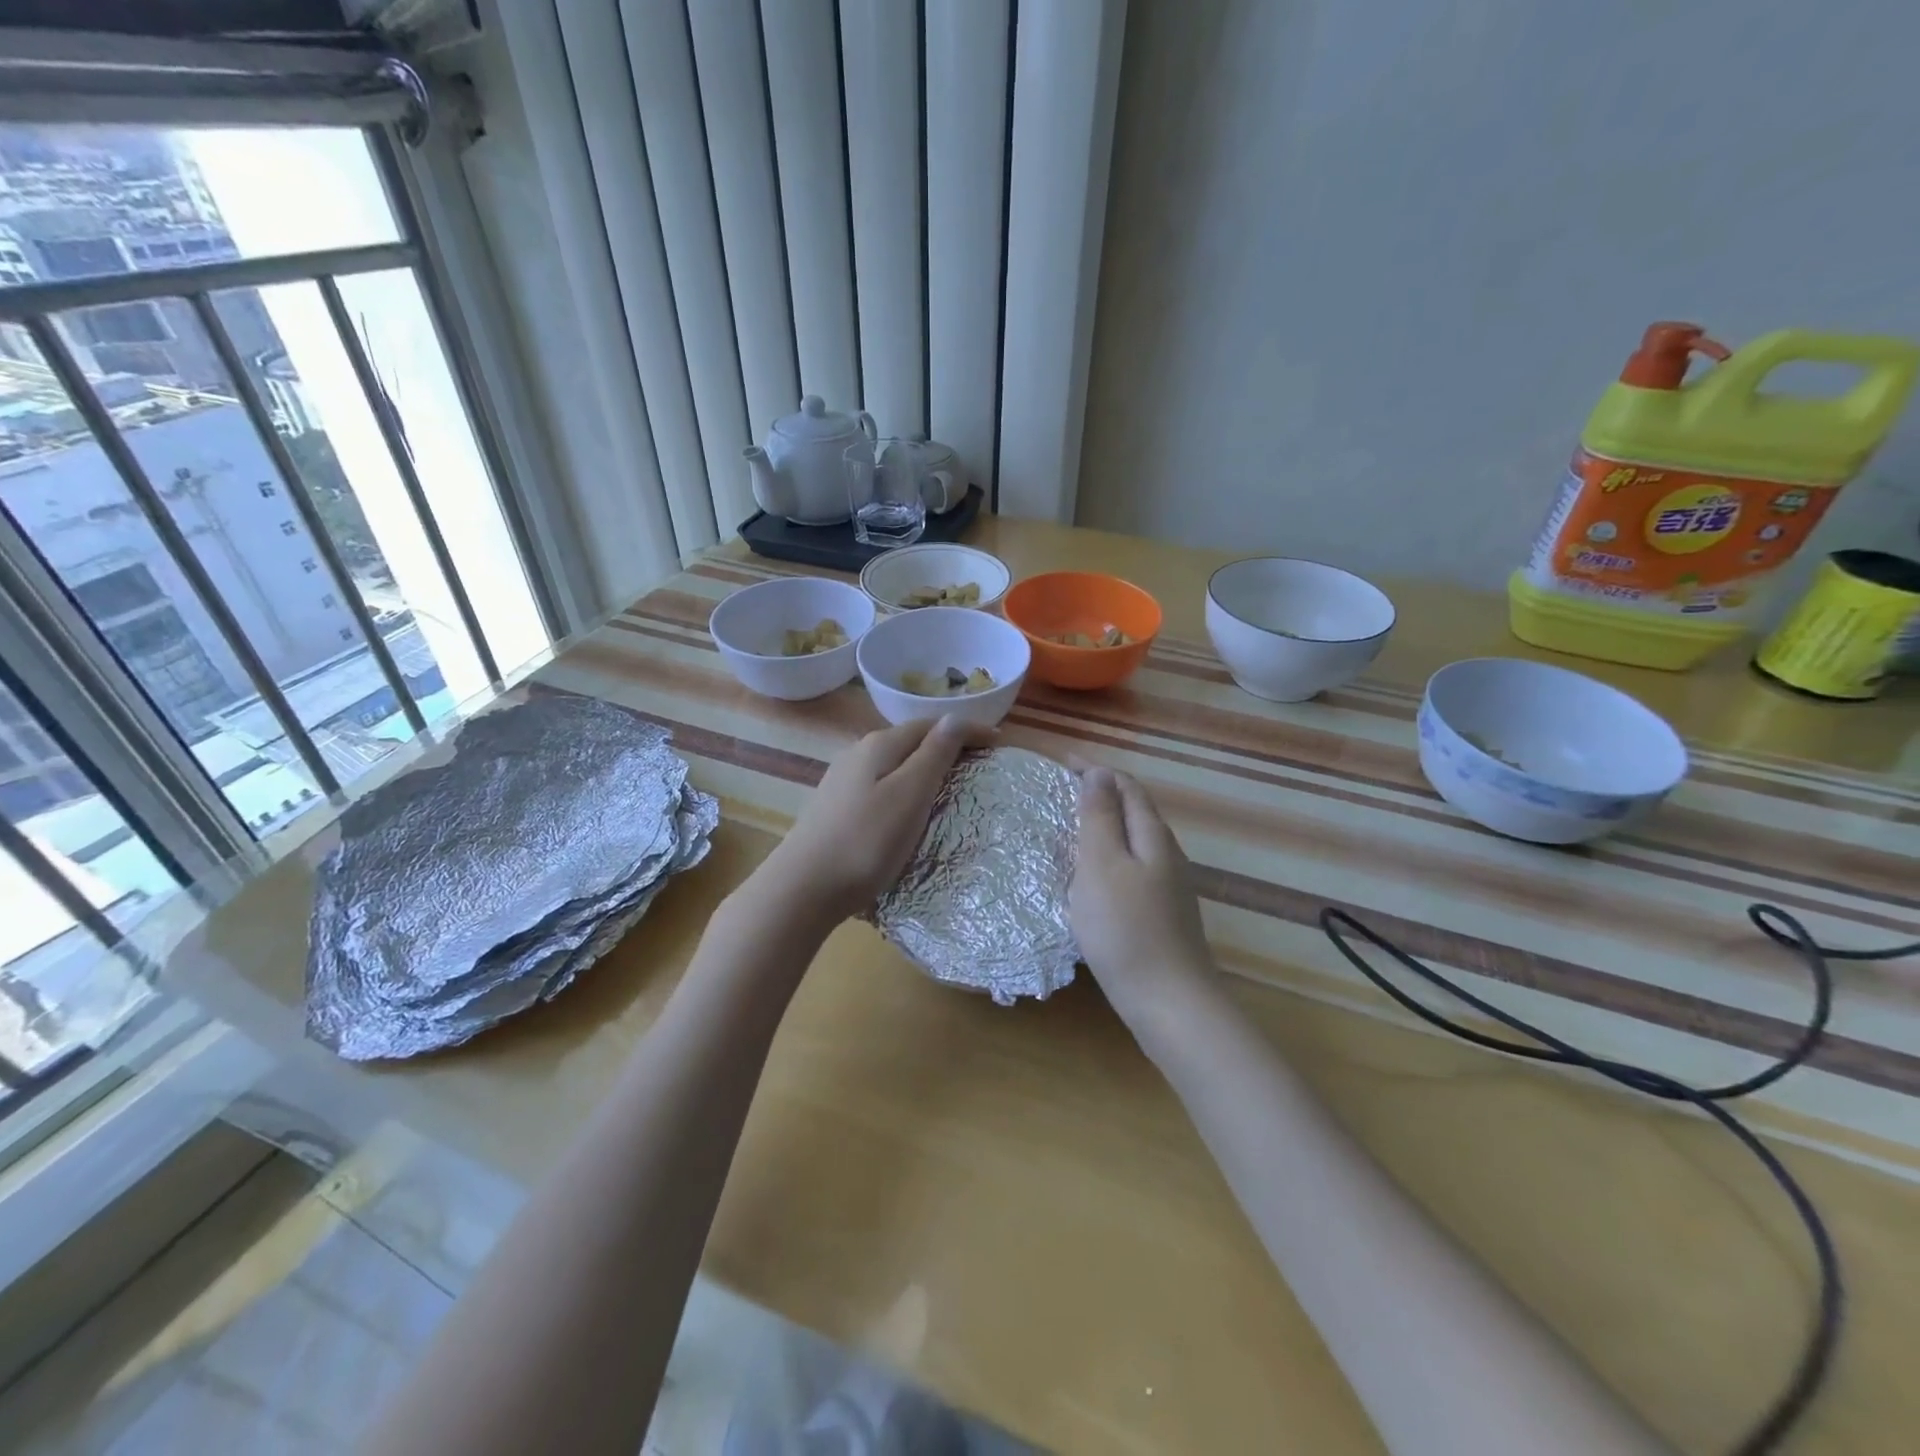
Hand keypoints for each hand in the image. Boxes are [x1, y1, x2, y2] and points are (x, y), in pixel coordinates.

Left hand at [759, 716, 995, 921]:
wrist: (802, 889)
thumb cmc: (865, 841)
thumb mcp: (909, 794)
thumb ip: (934, 754)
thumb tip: (955, 718)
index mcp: (879, 745)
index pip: (933, 724)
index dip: (968, 730)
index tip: (1000, 743)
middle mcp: (858, 754)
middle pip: (912, 741)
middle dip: (948, 747)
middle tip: (980, 765)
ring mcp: (843, 782)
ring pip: (895, 765)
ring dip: (926, 769)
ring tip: (952, 787)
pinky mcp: (836, 809)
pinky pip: (882, 787)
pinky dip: (906, 789)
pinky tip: (910, 811)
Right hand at [1070, 767, 1217, 1031]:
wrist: (1170, 1002)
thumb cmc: (1126, 929)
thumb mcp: (1102, 865)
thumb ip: (1100, 818)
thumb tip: (1099, 773)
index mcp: (1152, 835)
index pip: (1125, 786)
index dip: (1095, 770)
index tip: (1061, 763)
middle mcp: (1166, 854)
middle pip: (1133, 811)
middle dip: (1099, 795)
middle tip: (1059, 794)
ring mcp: (1168, 886)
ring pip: (1133, 842)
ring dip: (1103, 827)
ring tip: (1069, 830)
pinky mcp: (1162, 914)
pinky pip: (1132, 869)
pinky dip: (1108, 858)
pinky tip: (1091, 879)